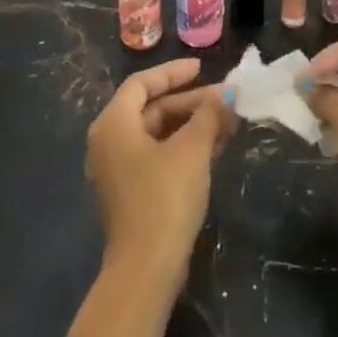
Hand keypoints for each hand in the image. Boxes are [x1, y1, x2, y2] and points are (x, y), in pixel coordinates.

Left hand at [85, 57, 230, 282]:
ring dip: (192, 125)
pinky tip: (216, 147)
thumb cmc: (164, 197)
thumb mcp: (191, 150)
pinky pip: (158, 155)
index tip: (202, 67)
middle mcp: (109, 142)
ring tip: (228, 121)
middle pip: (152, 109)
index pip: (142, 84)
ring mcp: (118, 170)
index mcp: (113, 124)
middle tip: (225, 99)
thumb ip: (208, 115)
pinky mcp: (131, 193)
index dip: (173, 73)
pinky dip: (184, 147)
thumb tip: (226, 94)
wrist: (146, 269)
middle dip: (191, 102)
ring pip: (158, 134)